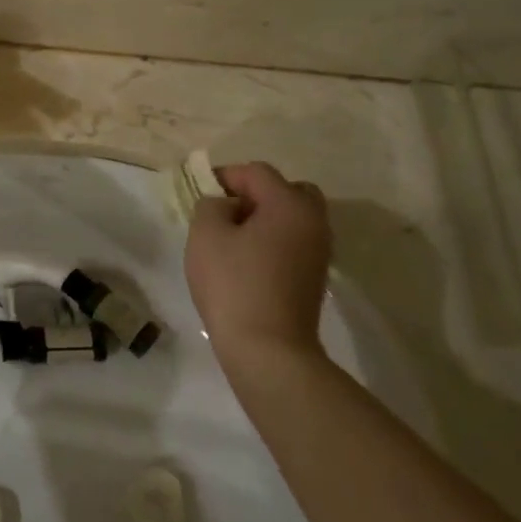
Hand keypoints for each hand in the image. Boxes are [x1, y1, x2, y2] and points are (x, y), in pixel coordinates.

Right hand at [184, 162, 331, 381]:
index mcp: (289, 204)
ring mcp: (320, 250)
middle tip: (226, 212)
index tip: (200, 193)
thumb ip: (210, 205)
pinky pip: (295, 241)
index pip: (256, 172)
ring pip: (293, 217)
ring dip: (265, 218)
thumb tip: (224, 206)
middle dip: (254, 194)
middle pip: (287, 190)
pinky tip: (248, 261)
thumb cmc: (233, 284)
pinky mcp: (315, 275)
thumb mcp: (205, 234)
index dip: (225, 176)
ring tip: (233, 238)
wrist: (269, 349)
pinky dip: (274, 240)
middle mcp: (314, 221)